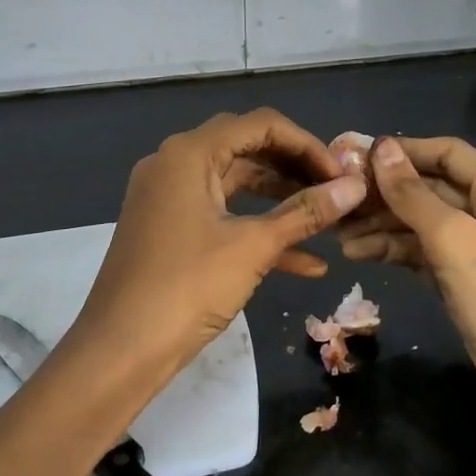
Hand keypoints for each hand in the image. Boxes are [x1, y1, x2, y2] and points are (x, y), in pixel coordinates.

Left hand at [73, 110, 367, 374]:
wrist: (119, 351)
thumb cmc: (187, 288)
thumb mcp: (253, 247)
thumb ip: (305, 212)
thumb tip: (355, 186)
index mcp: (189, 153)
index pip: (259, 125)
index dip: (306, 144)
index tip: (341, 174)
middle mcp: (175, 164)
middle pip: (246, 149)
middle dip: (295, 169)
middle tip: (335, 191)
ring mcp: (169, 198)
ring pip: (236, 185)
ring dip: (281, 200)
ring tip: (326, 220)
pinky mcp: (170, 231)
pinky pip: (221, 217)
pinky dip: (257, 231)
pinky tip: (307, 263)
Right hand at [338, 137, 475, 461]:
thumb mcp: (455, 242)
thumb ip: (414, 195)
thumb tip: (381, 147)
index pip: (446, 153)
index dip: (402, 150)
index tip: (354, 156)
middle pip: (429, 188)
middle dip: (384, 191)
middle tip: (335, 198)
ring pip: (421, 223)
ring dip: (381, 224)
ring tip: (337, 231)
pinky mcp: (465, 284)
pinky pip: (422, 254)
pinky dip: (393, 251)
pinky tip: (357, 253)